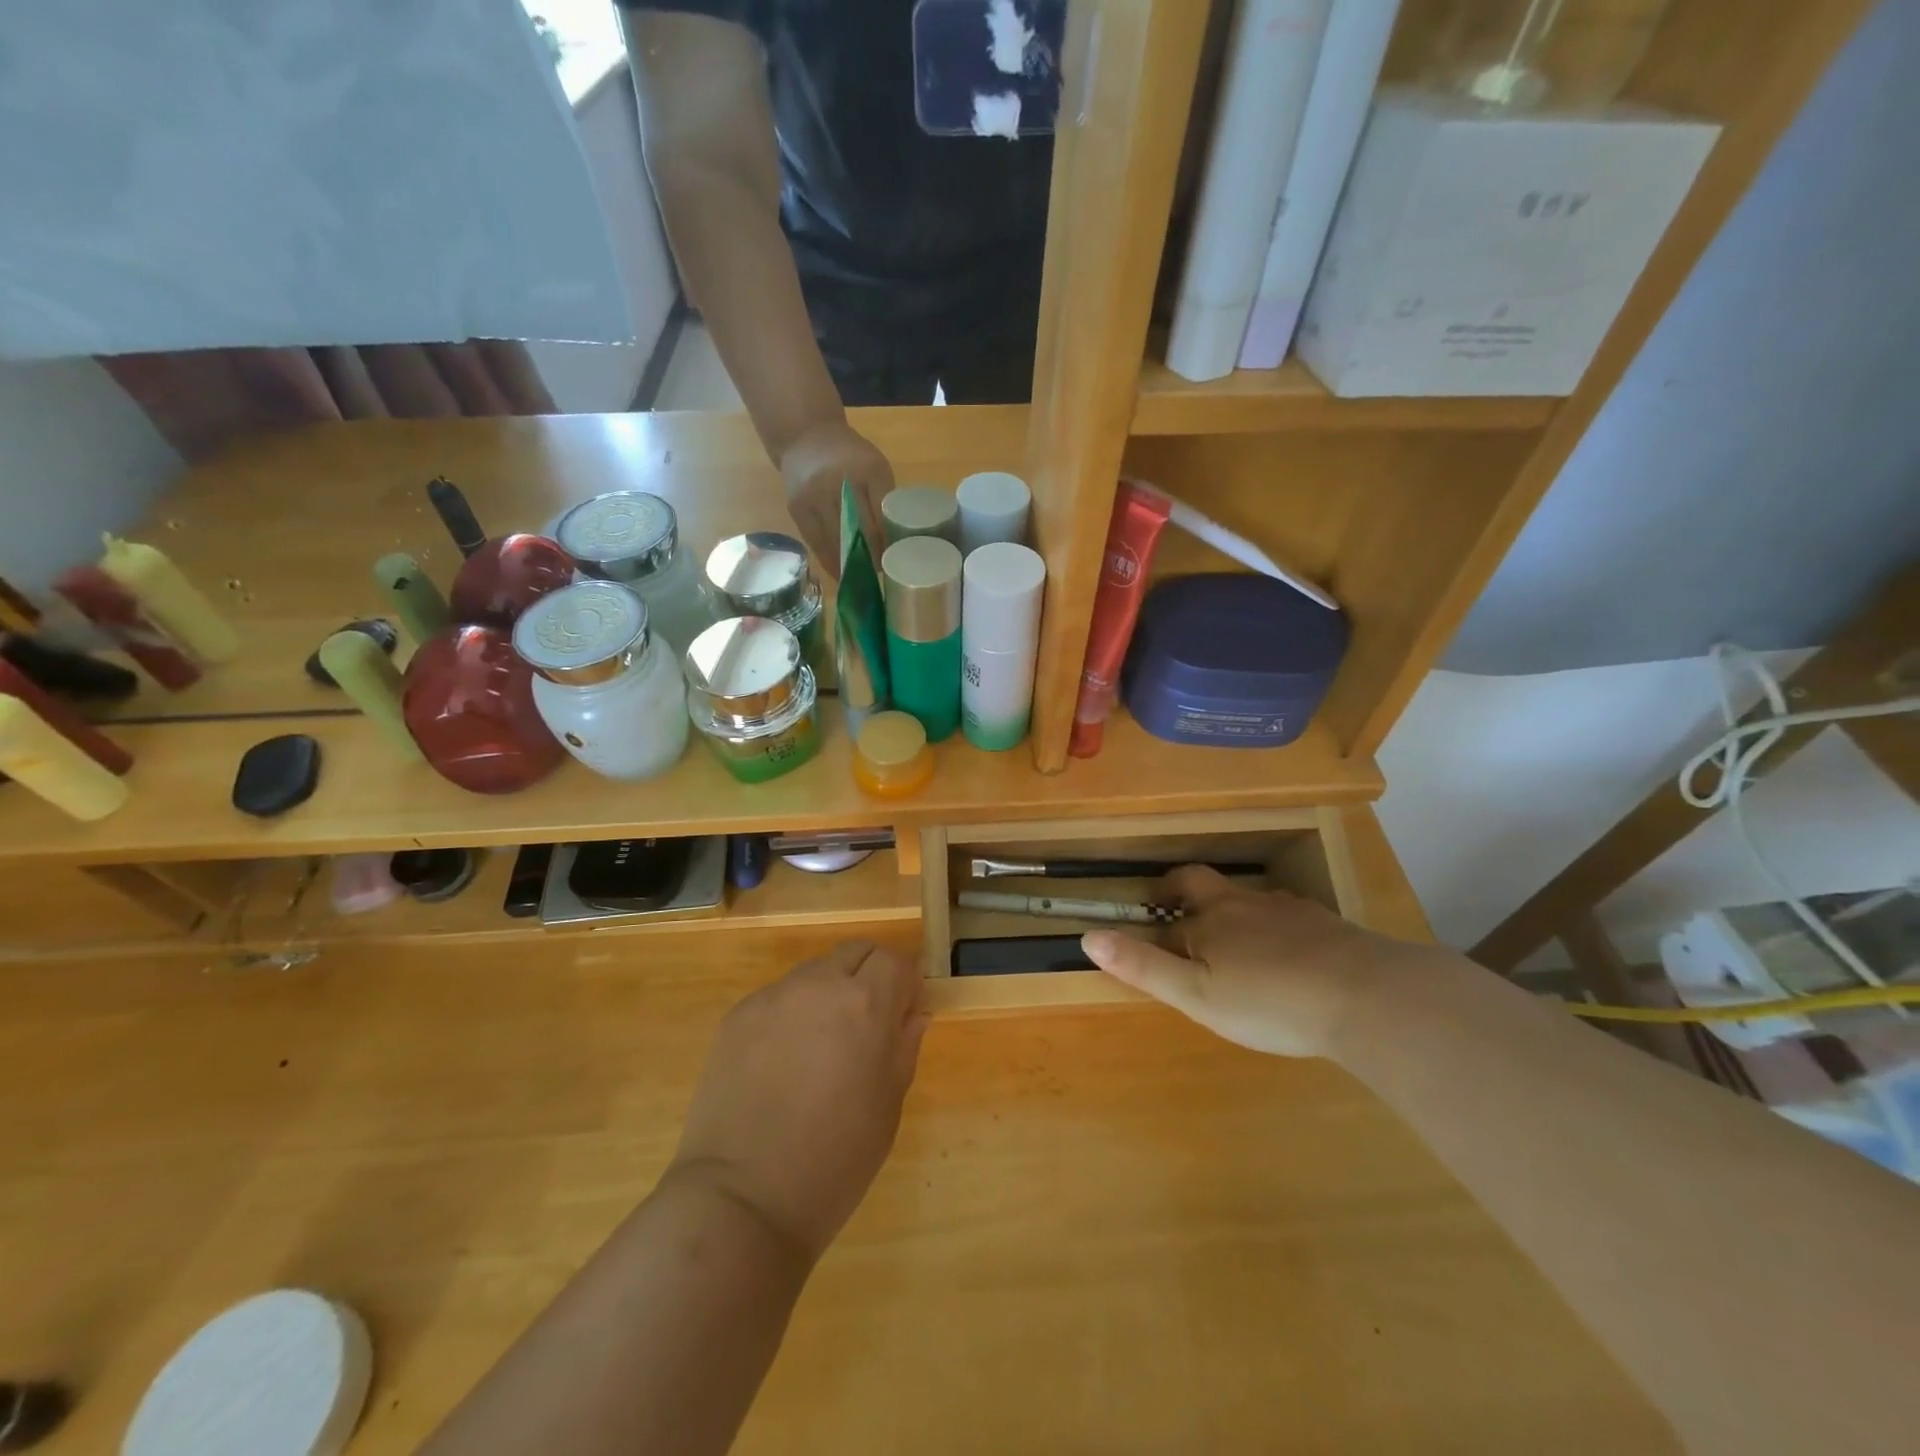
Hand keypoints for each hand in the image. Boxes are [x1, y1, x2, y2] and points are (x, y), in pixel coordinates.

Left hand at [667, 942, 926, 1262]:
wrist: (742, 1200)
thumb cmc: (835, 1160)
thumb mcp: (888, 1105)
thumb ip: (904, 1045)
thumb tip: (912, 1013)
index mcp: (865, 1004)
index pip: (895, 959)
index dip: (904, 984)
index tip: (903, 1016)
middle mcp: (818, 985)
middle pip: (855, 953)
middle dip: (869, 978)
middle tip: (865, 1027)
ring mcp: (772, 997)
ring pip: (814, 974)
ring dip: (827, 995)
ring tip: (817, 1051)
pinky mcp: (737, 1016)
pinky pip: (777, 999)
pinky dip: (790, 1017)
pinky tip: (781, 1066)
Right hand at [778, 418, 893, 573]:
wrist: (805, 437)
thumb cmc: (850, 456)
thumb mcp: (875, 467)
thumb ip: (884, 499)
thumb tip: (893, 544)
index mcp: (868, 468)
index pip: (882, 513)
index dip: (889, 541)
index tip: (896, 560)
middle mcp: (838, 480)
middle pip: (859, 529)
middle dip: (871, 556)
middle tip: (880, 574)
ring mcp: (814, 495)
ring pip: (835, 540)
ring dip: (849, 564)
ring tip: (861, 579)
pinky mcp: (797, 508)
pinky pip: (816, 542)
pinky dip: (829, 560)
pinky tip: (840, 573)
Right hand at [1081, 866, 1427, 1058]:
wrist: (1367, 996)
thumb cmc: (1269, 1000)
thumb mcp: (1196, 994)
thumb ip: (1142, 966)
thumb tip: (1088, 935)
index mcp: (1210, 919)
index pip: (1172, 903)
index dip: (1157, 910)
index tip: (1149, 925)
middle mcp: (1245, 904)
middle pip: (1207, 884)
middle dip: (1188, 892)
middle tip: (1182, 915)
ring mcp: (1289, 911)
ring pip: (1251, 902)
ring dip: (1236, 916)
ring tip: (1239, 948)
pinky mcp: (1327, 925)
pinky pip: (1291, 919)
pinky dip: (1279, 931)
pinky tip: (1291, 959)